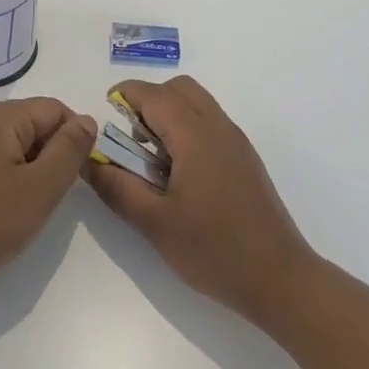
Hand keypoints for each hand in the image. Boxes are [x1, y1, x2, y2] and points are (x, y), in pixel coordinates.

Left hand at [0, 98, 96, 299]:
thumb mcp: (41, 187)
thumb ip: (69, 149)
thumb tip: (87, 120)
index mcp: (1, 116)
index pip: (55, 109)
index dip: (75, 138)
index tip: (79, 175)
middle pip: (35, 123)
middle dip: (53, 153)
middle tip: (55, 194)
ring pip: (17, 142)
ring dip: (34, 167)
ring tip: (32, 204)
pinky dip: (13, 175)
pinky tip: (9, 206)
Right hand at [82, 76, 316, 326]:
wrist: (281, 279)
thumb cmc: (214, 250)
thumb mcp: (154, 222)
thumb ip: (116, 186)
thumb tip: (87, 159)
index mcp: (195, 135)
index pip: (154, 94)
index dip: (126, 96)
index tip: (106, 117)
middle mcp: (218, 127)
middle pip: (179, 89)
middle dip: (149, 102)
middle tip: (131, 141)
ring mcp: (236, 142)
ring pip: (197, 104)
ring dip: (169, 116)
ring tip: (153, 160)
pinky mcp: (246, 159)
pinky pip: (210, 123)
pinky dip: (188, 130)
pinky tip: (180, 175)